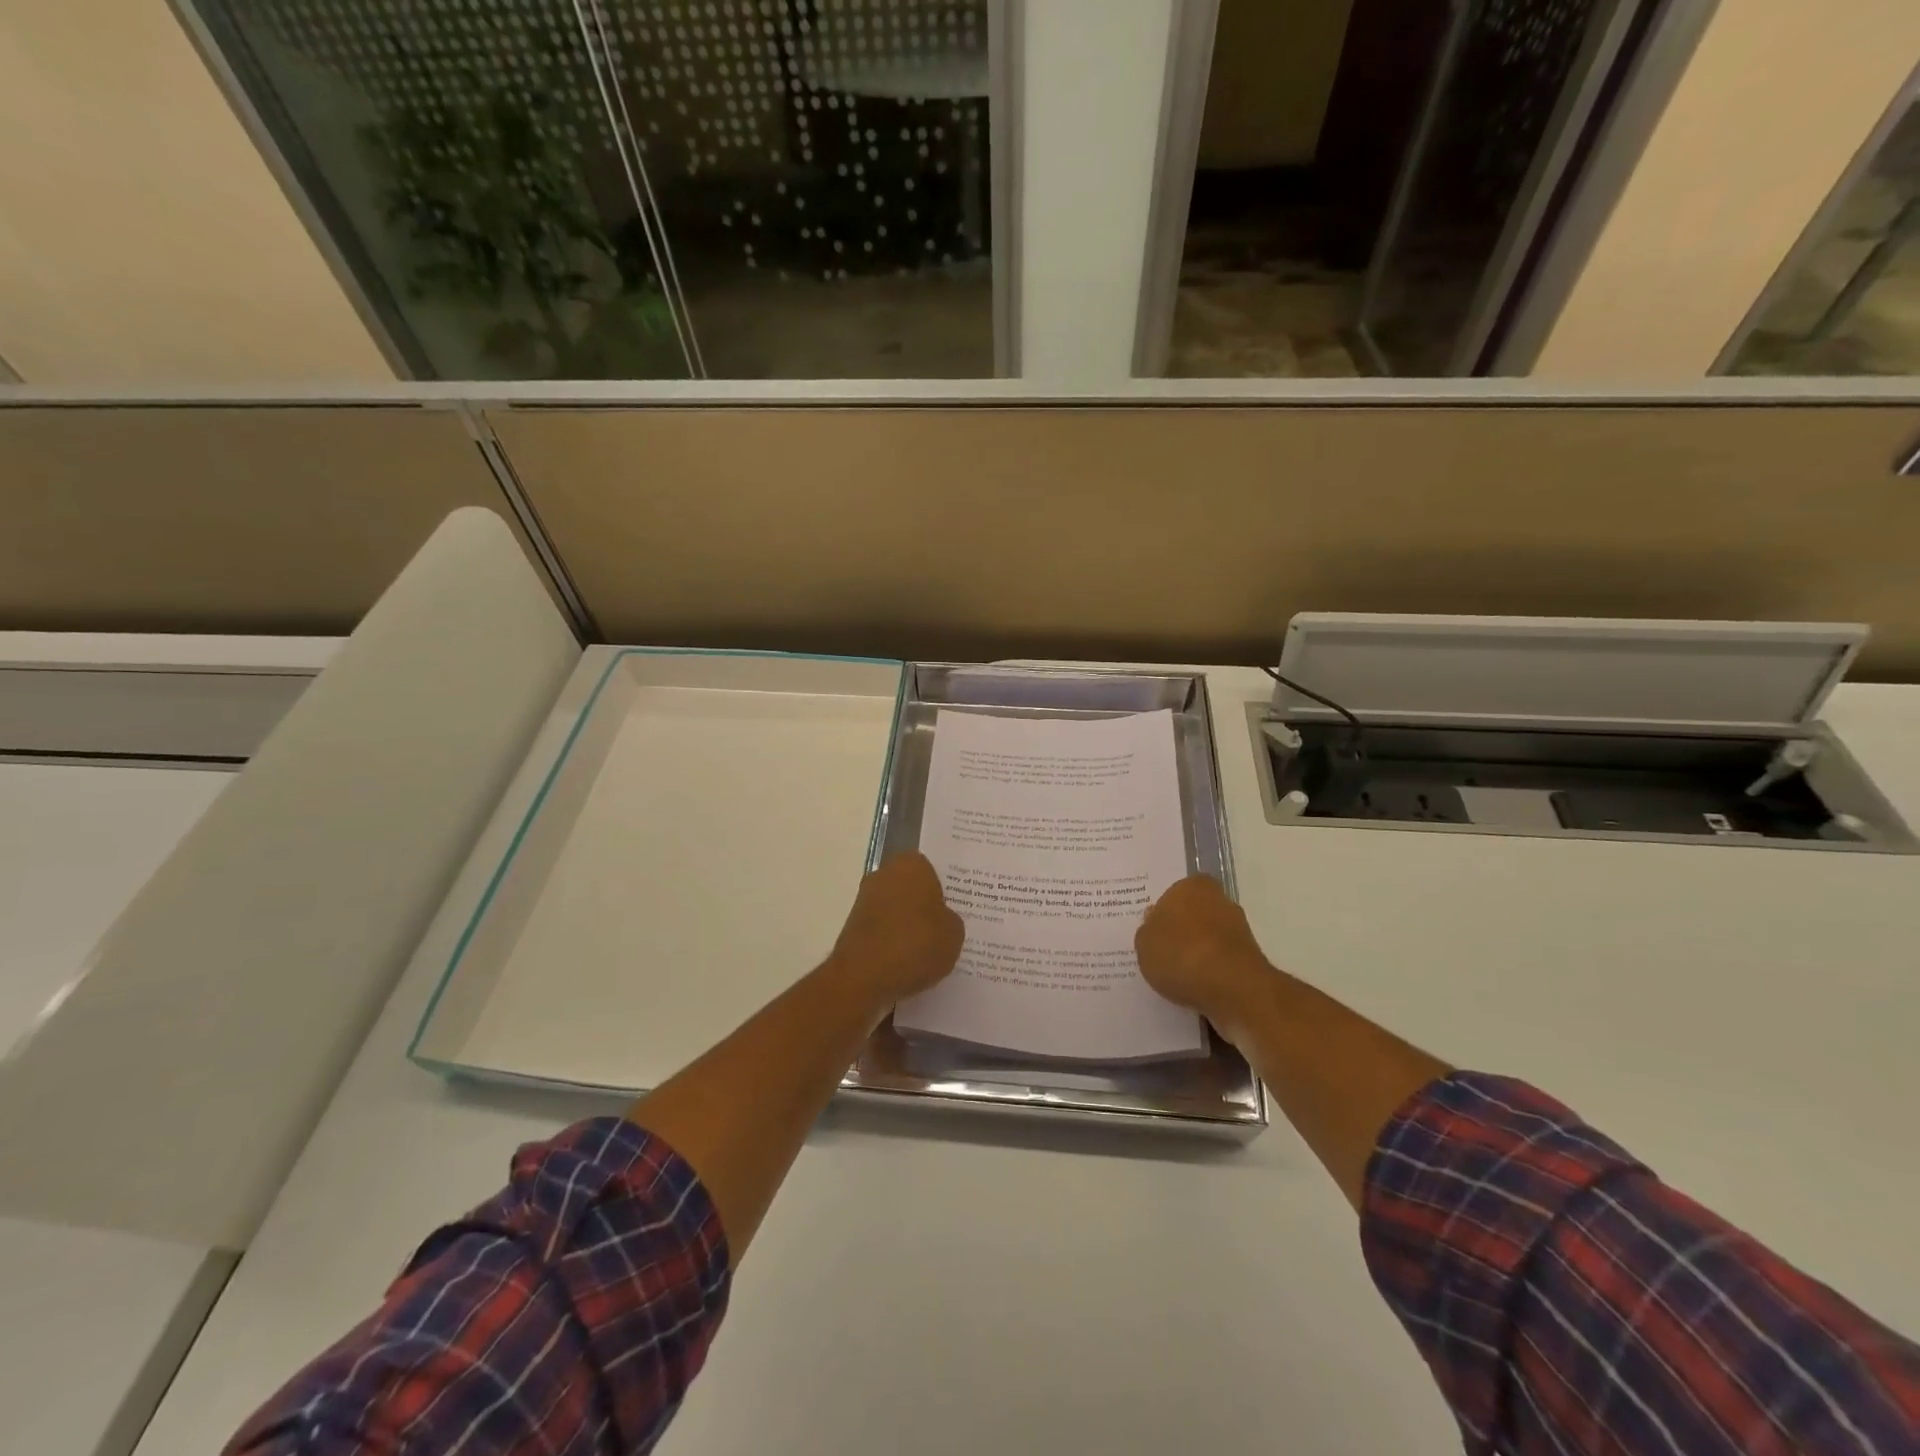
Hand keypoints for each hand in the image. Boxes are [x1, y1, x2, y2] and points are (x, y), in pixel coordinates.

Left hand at [823, 853, 964, 1012]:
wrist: (863, 977)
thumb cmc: (915, 944)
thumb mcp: (954, 933)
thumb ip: (951, 920)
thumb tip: (940, 920)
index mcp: (911, 865)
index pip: (934, 870)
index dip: (946, 890)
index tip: (958, 909)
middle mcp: (884, 874)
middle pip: (913, 889)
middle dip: (926, 906)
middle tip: (946, 929)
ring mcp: (865, 901)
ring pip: (897, 910)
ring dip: (909, 926)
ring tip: (929, 952)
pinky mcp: (853, 927)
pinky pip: (883, 930)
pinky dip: (893, 942)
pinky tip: (908, 963)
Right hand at [1135, 876, 1276, 1035]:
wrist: (1232, 988)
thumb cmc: (1181, 954)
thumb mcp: (1144, 943)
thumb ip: (1147, 931)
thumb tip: (1154, 923)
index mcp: (1192, 886)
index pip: (1173, 893)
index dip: (1163, 913)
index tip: (1153, 933)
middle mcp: (1219, 900)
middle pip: (1193, 914)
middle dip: (1182, 931)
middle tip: (1162, 952)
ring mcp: (1238, 929)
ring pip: (1208, 938)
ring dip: (1197, 953)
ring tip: (1177, 976)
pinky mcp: (1250, 958)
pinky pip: (1220, 961)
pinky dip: (1210, 971)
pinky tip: (1196, 987)